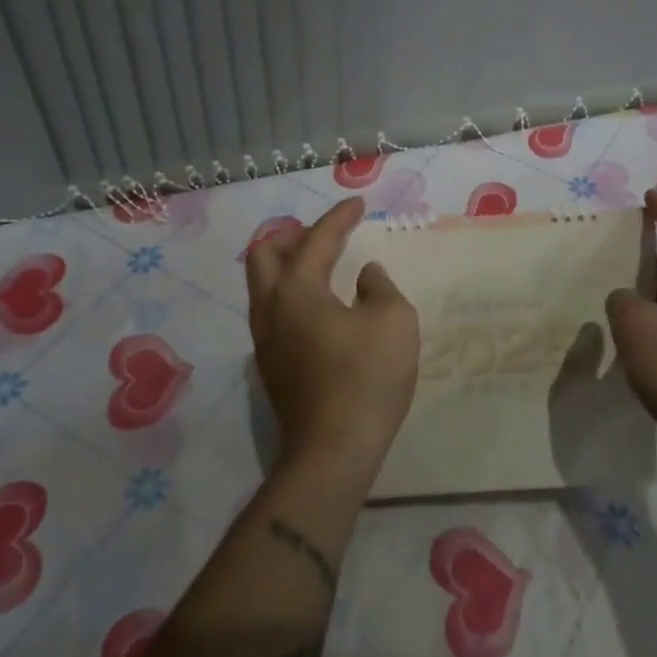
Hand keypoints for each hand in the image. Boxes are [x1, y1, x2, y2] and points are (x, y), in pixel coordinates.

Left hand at [245, 197, 419, 481]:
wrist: (333, 452)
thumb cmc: (366, 378)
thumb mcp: (394, 321)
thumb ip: (380, 287)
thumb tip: (366, 276)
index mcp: (296, 289)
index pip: (316, 239)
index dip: (339, 217)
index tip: (358, 204)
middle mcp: (270, 308)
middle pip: (264, 253)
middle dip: (294, 235)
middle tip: (327, 235)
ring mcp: (264, 340)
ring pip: (263, 284)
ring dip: (289, 265)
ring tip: (323, 265)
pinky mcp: (270, 366)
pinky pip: (272, 310)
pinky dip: (291, 293)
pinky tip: (321, 307)